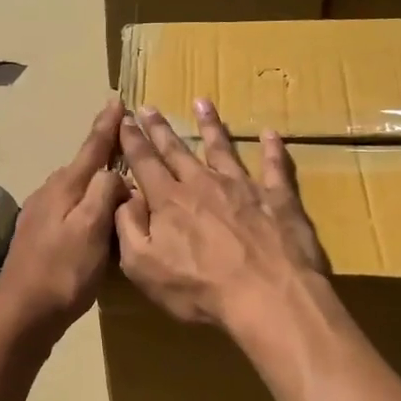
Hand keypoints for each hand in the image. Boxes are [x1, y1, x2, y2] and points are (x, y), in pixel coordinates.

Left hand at [0, 101, 129, 343]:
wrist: (23, 313)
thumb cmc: (63, 271)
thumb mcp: (91, 229)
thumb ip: (104, 192)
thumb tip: (113, 171)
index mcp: (64, 188)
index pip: (91, 148)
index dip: (106, 126)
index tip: (117, 100)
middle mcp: (49, 194)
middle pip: (81, 165)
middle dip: (102, 149)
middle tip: (126, 138)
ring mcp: (40, 215)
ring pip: (74, 187)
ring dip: (94, 177)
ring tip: (116, 174)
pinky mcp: (39, 236)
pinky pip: (68, 207)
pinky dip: (85, 202)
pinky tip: (93, 215)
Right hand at [115, 100, 328, 333]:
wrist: (268, 296)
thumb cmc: (199, 289)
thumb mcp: (143, 266)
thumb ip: (128, 227)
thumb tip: (122, 195)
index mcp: (169, 201)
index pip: (144, 163)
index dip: (132, 141)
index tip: (125, 120)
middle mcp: (203, 184)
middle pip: (177, 151)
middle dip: (160, 129)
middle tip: (149, 107)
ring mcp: (243, 187)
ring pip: (223, 149)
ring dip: (210, 125)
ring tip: (202, 103)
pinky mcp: (278, 199)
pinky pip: (275, 167)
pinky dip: (273, 149)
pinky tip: (271, 133)